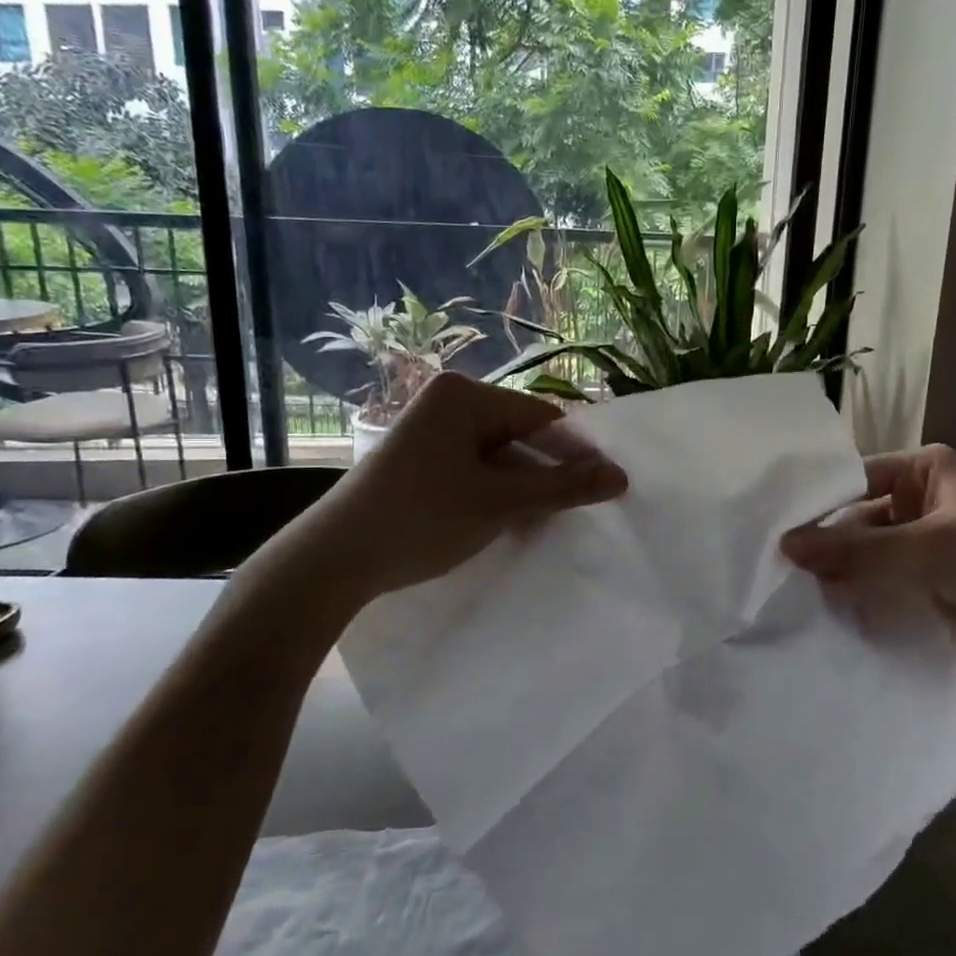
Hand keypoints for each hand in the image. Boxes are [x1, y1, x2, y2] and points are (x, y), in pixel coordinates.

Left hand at [316, 372, 627, 596]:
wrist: (334, 559)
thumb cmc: (421, 518)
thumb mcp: (500, 502)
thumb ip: (563, 487)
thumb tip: (622, 477)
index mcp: (464, 395)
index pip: (542, 417)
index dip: (577, 453)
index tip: (608, 487)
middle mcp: (447, 402)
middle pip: (520, 436)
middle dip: (548, 475)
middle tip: (579, 512)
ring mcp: (432, 431)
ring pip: (499, 457)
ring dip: (524, 490)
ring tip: (546, 524)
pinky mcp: (421, 459)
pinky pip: (475, 469)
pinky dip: (496, 494)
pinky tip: (511, 525)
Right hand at [780, 444, 955, 638]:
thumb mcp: (928, 548)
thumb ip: (857, 550)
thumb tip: (785, 546)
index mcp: (926, 468)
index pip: (855, 481)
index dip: (819, 507)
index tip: (778, 536)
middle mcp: (930, 496)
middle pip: (866, 519)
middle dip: (834, 548)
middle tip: (786, 575)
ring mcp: (941, 538)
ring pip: (883, 553)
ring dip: (855, 575)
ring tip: (806, 598)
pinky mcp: (952, 577)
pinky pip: (902, 580)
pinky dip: (880, 594)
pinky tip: (846, 613)